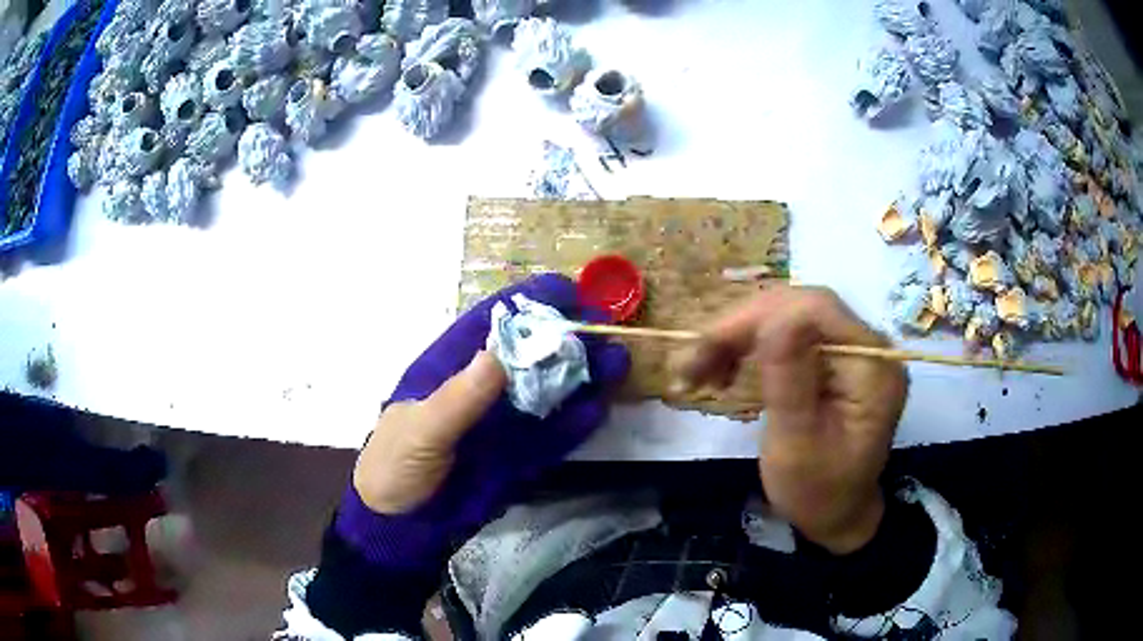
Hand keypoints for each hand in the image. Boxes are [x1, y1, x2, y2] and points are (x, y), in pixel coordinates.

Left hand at [344, 274, 629, 564]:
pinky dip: (574, 425)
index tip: (567, 291)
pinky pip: (550, 437)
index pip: (490, 324)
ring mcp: (500, 424)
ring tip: (616, 363)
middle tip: (604, 329)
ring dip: (580, 378)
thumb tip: (497, 356)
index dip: (527, 303)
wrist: (401, 527)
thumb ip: (457, 400)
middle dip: (564, 340)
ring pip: (546, 393)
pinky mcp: (516, 457)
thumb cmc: (395, 466)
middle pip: (528, 356)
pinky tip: (599, 410)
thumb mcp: (420, 430)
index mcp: (448, 368)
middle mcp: (480, 390)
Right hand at [674, 285, 907, 553]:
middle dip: (742, 327)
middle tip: (694, 362)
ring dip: (740, 337)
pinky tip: (727, 369)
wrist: (838, 517)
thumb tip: (773, 318)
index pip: (817, 309)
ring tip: (701, 369)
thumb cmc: (817, 493)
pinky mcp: (836, 360)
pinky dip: (751, 348)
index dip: (759, 316)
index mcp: (872, 367)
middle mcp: (869, 348)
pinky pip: (790, 335)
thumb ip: (789, 381)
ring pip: (790, 316)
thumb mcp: (797, 446)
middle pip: (800, 307)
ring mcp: (853, 351)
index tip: (708, 348)